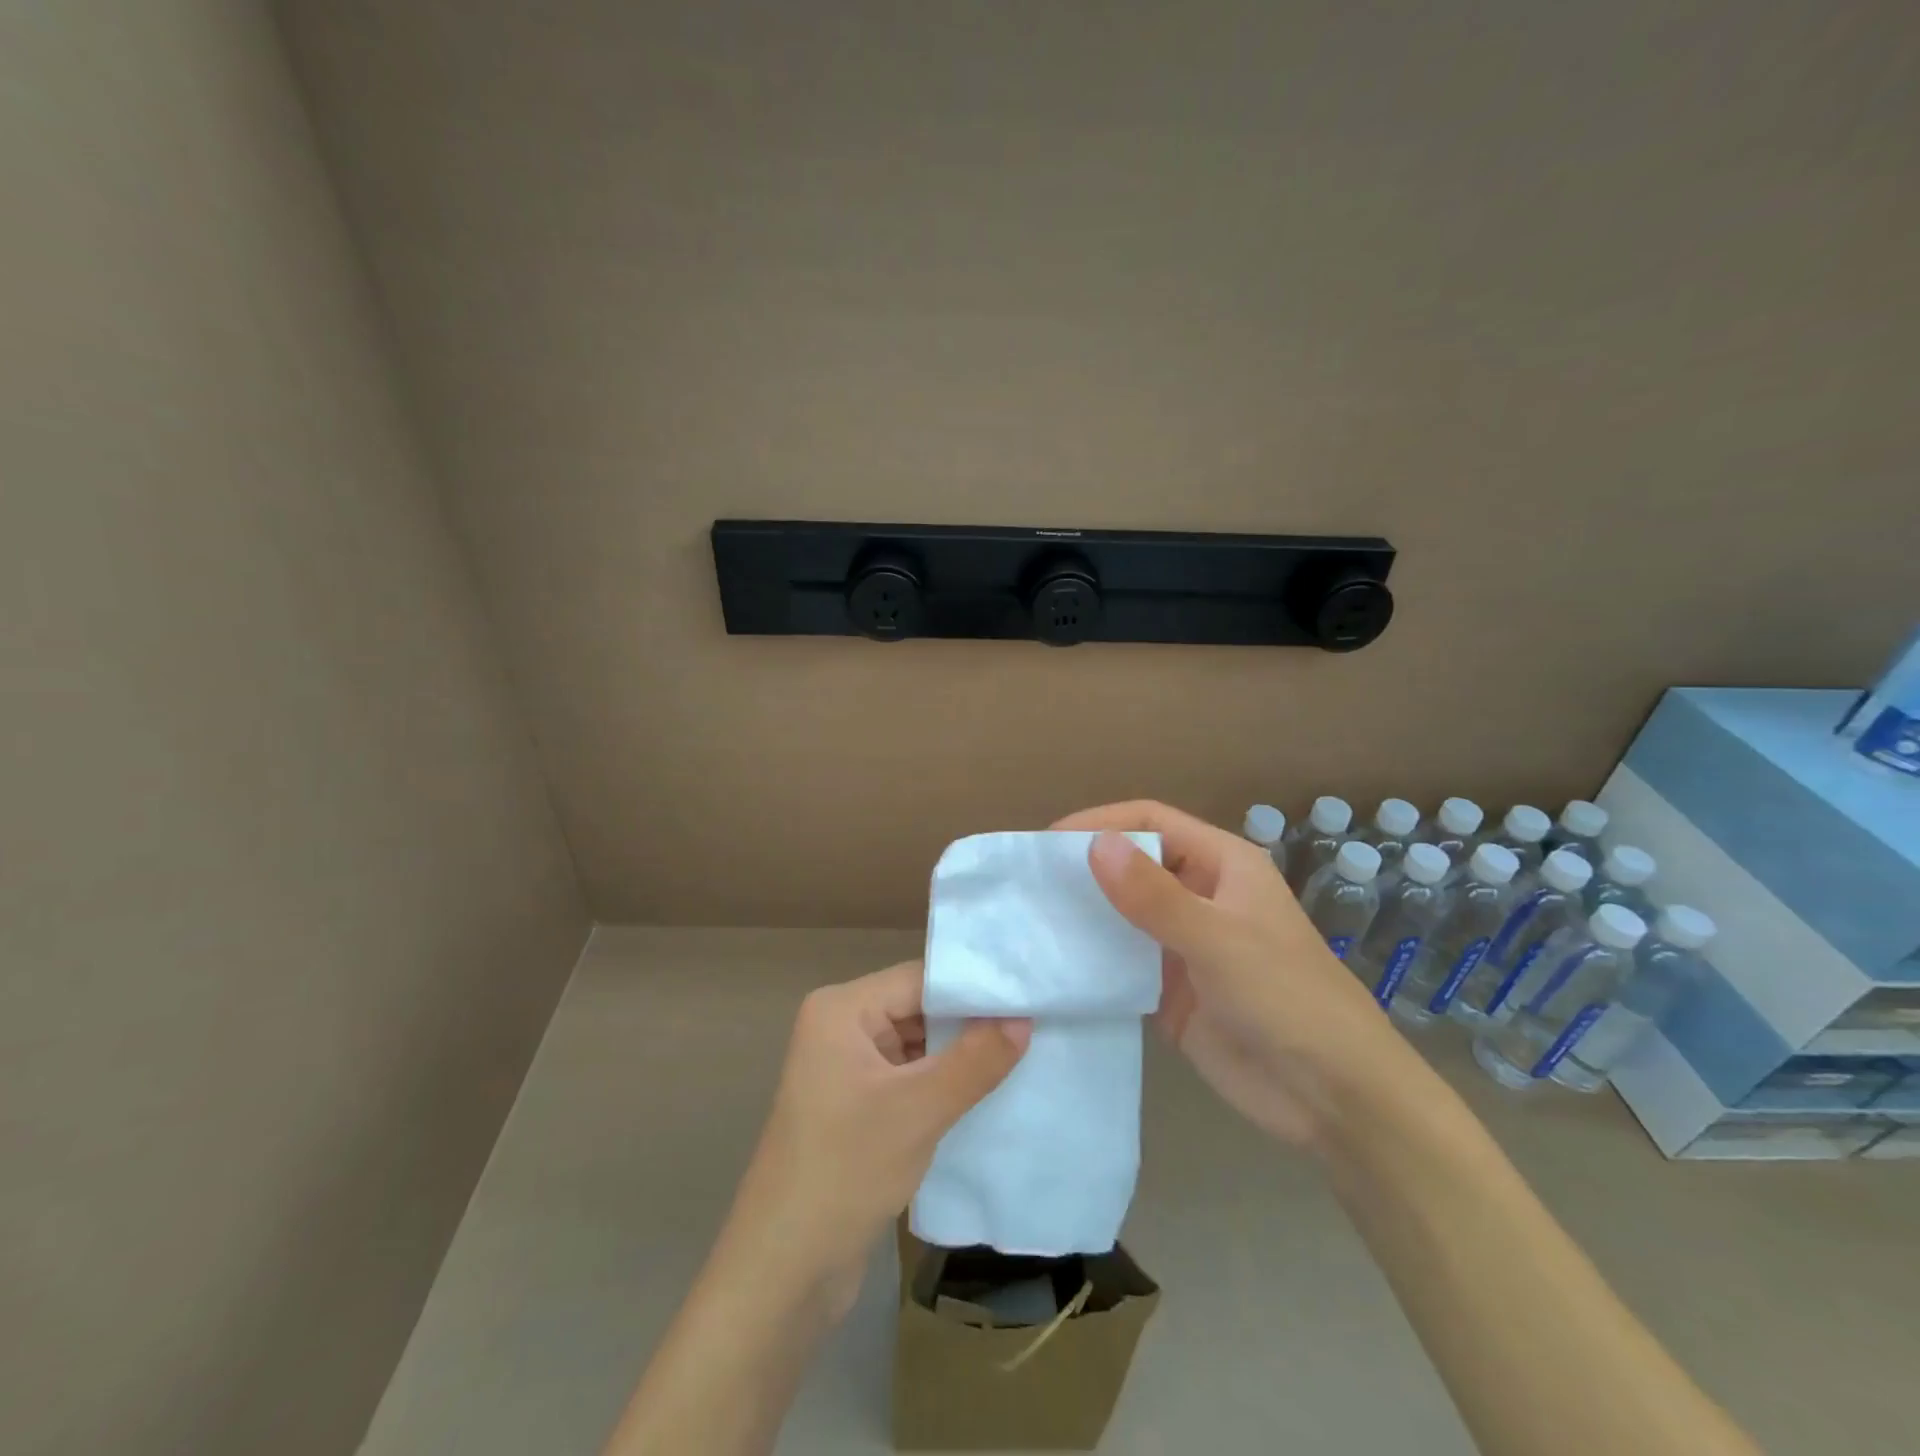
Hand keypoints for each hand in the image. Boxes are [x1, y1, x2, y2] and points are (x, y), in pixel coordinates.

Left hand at [726, 960, 1029, 1308]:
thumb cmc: (845, 1171)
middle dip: (971, 1023)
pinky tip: (988, 1091)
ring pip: (917, 1045)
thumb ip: (975, 1060)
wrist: (783, 1271)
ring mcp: (847, 1069)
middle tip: (1035, 1025)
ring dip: (961, 1056)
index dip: (974, 988)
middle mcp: (841, 1028)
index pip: (919, 980)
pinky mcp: (857, 1106)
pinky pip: (909, 1078)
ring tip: (1025, 1053)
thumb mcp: (918, 1110)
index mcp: (841, 1010)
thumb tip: (1023, 1020)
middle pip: (919, 1008)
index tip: (1030, 997)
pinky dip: (944, 1084)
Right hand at [1054, 801, 1424, 1150]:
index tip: (1048, 842)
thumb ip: (1155, 896)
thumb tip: (1094, 844)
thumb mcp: (1219, 941)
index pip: (1151, 822)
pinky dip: (1090, 960)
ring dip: (1082, 914)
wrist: (1333, 1098)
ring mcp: (1182, 945)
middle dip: (1084, 868)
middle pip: (1132, 864)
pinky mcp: (1169, 991)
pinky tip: (1053, 965)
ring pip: (1122, 914)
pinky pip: (1121, 963)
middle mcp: (1199, 896)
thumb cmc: (1287, 1000)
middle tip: (1027, 882)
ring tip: (1028, 919)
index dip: (1102, 822)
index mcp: (1221, 865)